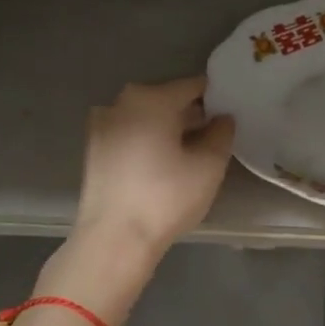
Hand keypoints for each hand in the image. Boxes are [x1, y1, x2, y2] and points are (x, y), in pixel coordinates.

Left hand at [72, 76, 235, 260]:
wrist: (114, 240)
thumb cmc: (166, 198)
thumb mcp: (209, 166)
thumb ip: (222, 134)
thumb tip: (223, 118)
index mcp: (151, 98)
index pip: (193, 86)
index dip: (216, 97)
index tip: (231, 114)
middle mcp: (121, 102)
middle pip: (166, 100)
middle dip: (191, 114)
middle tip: (215, 137)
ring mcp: (102, 125)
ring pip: (146, 118)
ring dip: (168, 129)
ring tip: (190, 154)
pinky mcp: (93, 150)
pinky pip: (130, 135)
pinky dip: (148, 142)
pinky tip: (162, 166)